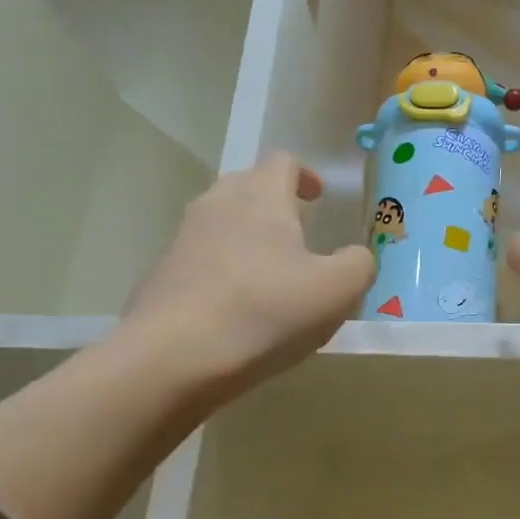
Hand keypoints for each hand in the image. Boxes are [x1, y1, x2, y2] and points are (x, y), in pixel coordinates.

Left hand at [124, 153, 373, 403]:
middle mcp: (217, 204)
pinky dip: (221, 271)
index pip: (283, 161)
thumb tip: (357, 257)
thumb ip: (359, 265)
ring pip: (220, 222)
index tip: (318, 198)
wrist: (173, 357)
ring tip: (269, 275)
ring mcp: (183, 239)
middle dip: (273, 203)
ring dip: (246, 237)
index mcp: (261, 196)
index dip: (305, 175)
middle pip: (246, 185)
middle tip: (297, 235)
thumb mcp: (337, 291)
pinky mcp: (161, 275)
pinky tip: (235, 309)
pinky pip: (199, 259)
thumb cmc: (265, 311)